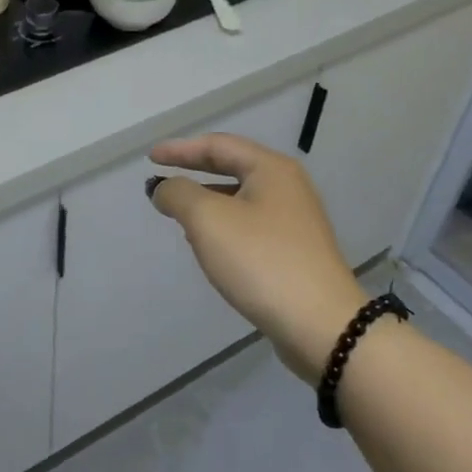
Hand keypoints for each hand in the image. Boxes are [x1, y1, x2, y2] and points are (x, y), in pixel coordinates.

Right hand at [149, 134, 364, 382]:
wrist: (321, 326)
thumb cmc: (261, 260)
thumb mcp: (208, 219)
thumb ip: (179, 194)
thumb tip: (164, 188)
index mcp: (271, 169)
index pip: (218, 145)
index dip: (180, 149)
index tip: (150, 157)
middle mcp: (288, 187)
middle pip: (232, 167)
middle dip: (194, 170)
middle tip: (162, 177)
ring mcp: (295, 220)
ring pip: (241, 197)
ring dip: (207, 198)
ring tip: (178, 211)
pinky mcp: (296, 251)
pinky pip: (250, 224)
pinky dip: (223, 224)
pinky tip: (208, 243)